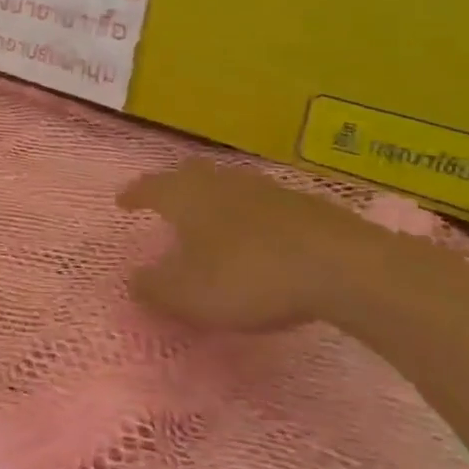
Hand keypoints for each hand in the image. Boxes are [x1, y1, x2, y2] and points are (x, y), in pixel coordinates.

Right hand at [118, 159, 384, 331]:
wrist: (346, 269)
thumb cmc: (248, 277)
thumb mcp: (187, 295)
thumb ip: (153, 288)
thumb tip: (133, 280)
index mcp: (186, 198)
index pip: (150, 187)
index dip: (134, 194)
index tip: (122, 201)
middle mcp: (222, 184)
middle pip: (191, 173)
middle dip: (174, 184)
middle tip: (165, 199)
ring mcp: (269, 191)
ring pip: (231, 185)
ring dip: (216, 198)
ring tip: (212, 217)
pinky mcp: (310, 207)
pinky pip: (267, 204)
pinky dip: (254, 215)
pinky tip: (262, 235)